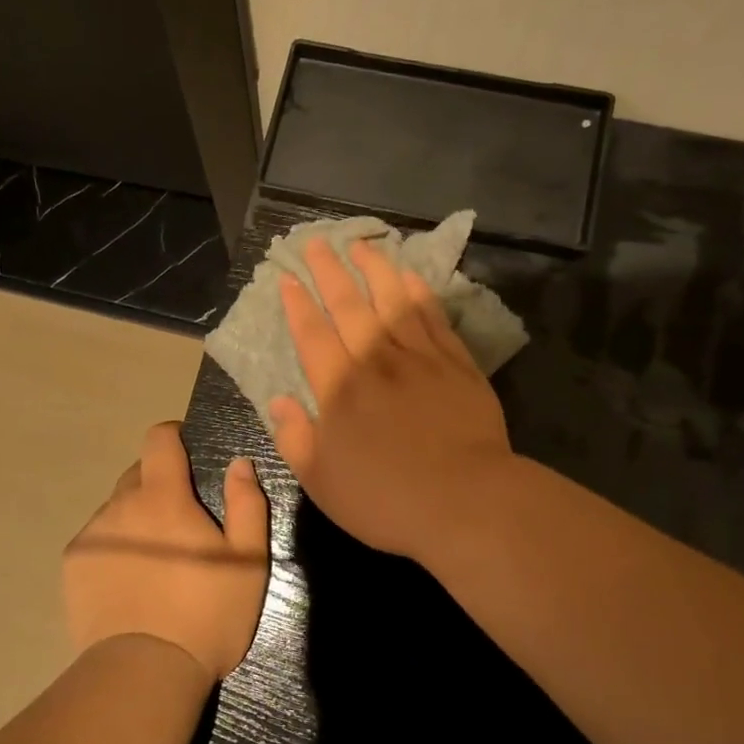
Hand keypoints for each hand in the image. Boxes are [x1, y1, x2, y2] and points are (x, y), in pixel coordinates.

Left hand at [63, 422, 269, 681]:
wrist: (145, 673)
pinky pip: (97, 538)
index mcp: (163, 496)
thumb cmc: (206, 614)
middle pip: (138, 474)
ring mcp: (91, 535)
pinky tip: (129, 581)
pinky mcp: (72, 565)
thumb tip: (239, 463)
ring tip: (155, 560)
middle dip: (159, 485)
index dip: (173, 437)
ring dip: (136, 518)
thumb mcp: (248, 560)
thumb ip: (246, 503)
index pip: (158, 439)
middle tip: (181, 522)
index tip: (187, 453)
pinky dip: (114, 546)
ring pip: (116, 508)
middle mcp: (120, 505)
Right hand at [271, 238, 515, 560]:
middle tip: (317, 242)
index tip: (288, 278)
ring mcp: (419, 358)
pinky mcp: (456, 364)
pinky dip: (419, 293)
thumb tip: (278, 402)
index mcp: (338, 388)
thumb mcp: (321, 481)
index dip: (297, 304)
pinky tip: (410, 277)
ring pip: (392, 300)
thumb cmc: (385, 498)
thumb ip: (295, 438)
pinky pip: (433, 317)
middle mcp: (375, 361)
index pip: (312, 334)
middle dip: (329, 271)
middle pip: (348, 305)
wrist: (464, 501)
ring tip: (362, 245)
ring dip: (375, 269)